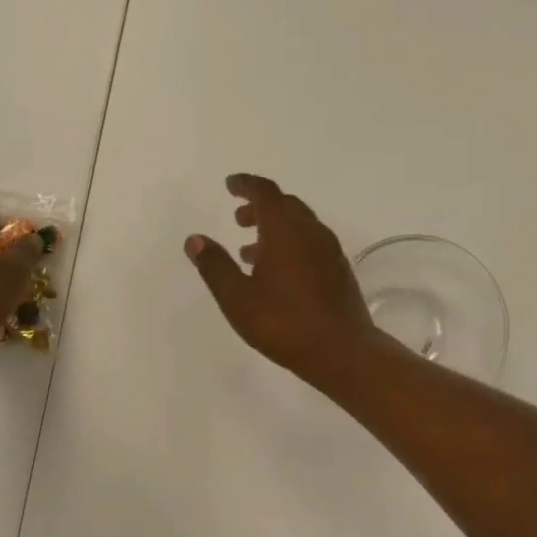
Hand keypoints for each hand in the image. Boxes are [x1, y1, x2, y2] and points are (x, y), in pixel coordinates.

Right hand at [185, 174, 381, 384]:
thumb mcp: (238, 298)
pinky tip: (277, 272)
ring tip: (249, 251)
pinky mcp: (339, 270)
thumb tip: (194, 239)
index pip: (266, 192)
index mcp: (285, 230)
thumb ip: (215, 266)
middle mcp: (310, 232)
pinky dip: (290, 244)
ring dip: (274, 227)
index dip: (246, 185)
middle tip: (238, 218)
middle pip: (285, 205)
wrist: (342, 351)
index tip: (230, 184)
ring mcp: (329, 250)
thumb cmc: (284, 323)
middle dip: (260, 206)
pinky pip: (310, 242)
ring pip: (299, 224)